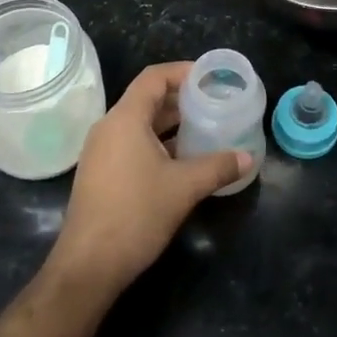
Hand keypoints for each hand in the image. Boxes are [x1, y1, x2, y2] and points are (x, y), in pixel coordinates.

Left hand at [48, 62, 251, 298]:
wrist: (89, 265)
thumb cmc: (136, 214)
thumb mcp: (184, 188)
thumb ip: (217, 167)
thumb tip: (247, 157)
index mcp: (125, 119)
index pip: (154, 78)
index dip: (183, 71)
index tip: (210, 77)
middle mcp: (109, 127)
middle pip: (147, 99)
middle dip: (181, 99)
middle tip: (214, 103)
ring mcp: (101, 151)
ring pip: (140, 124)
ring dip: (171, 124)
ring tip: (204, 128)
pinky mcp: (101, 173)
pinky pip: (132, 143)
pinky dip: (158, 143)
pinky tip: (182, 160)